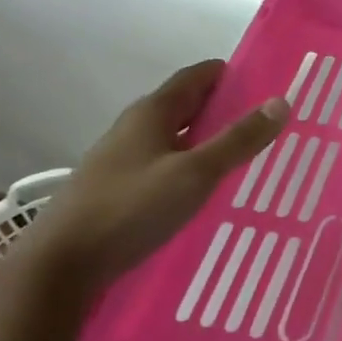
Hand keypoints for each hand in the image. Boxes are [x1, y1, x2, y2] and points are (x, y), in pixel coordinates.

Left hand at [30, 60, 288, 294]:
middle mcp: (133, 129)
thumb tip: (281, 102)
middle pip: (184, 106)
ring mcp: (121, 160)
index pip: (196, 77)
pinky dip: (188, 166)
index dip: (229, 75)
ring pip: (173, 138)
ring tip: (242, 155)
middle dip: (222, 108)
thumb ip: (239, 139)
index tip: (265, 84)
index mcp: (151, 113)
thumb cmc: (131, 209)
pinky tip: (203, 189)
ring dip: (205, 140)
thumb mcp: (196, 173)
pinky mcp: (116, 190)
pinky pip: (162, 165)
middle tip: (263, 121)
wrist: (60, 266)